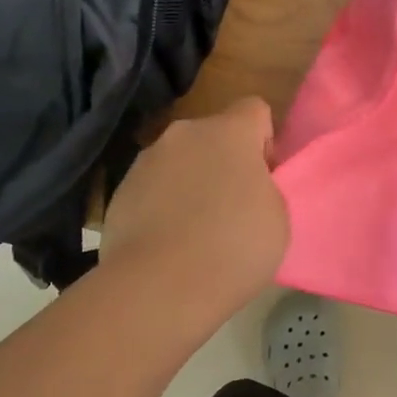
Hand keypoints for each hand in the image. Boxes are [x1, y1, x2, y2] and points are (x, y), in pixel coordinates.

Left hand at [101, 97, 288, 312]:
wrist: (159, 288)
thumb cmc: (235, 247)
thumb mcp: (278, 217)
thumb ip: (264, 188)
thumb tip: (245, 188)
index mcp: (229, 131)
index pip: (254, 108)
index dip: (263, 140)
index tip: (263, 179)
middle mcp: (184, 134)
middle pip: (213, 135)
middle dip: (224, 162)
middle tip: (233, 207)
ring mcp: (146, 161)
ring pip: (179, 161)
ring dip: (191, 182)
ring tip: (196, 231)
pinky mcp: (119, 192)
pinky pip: (152, 189)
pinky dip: (162, 206)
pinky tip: (168, 244)